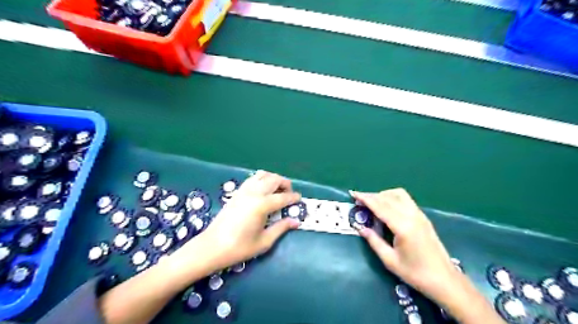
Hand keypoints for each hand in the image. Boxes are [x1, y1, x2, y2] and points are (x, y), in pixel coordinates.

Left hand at [191, 173, 299, 270]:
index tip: (300, 199)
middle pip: (274, 179)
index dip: (294, 198)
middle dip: (285, 184)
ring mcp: (244, 190)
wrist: (212, 247)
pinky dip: (262, 180)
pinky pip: (252, 179)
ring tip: (277, 190)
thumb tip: (295, 222)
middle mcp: (254, 193)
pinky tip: (263, 191)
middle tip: (290, 194)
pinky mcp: (237, 192)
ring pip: (263, 175)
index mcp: (262, 205)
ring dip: (273, 179)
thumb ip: (281, 228)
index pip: (283, 197)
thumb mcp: (264, 241)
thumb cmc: (239, 247)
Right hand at [350, 189, 457, 299]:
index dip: (365, 199)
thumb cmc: (415, 273)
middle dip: (371, 196)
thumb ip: (374, 241)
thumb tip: (360, 228)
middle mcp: (412, 216)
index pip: (380, 206)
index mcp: (403, 227)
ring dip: (383, 195)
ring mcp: (419, 215)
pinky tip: (387, 207)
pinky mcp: (423, 217)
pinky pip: (406, 199)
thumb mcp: (390, 260)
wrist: (445, 280)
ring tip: (372, 203)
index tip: (353, 194)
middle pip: (388, 198)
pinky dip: (393, 198)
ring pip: (399, 194)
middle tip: (358, 199)